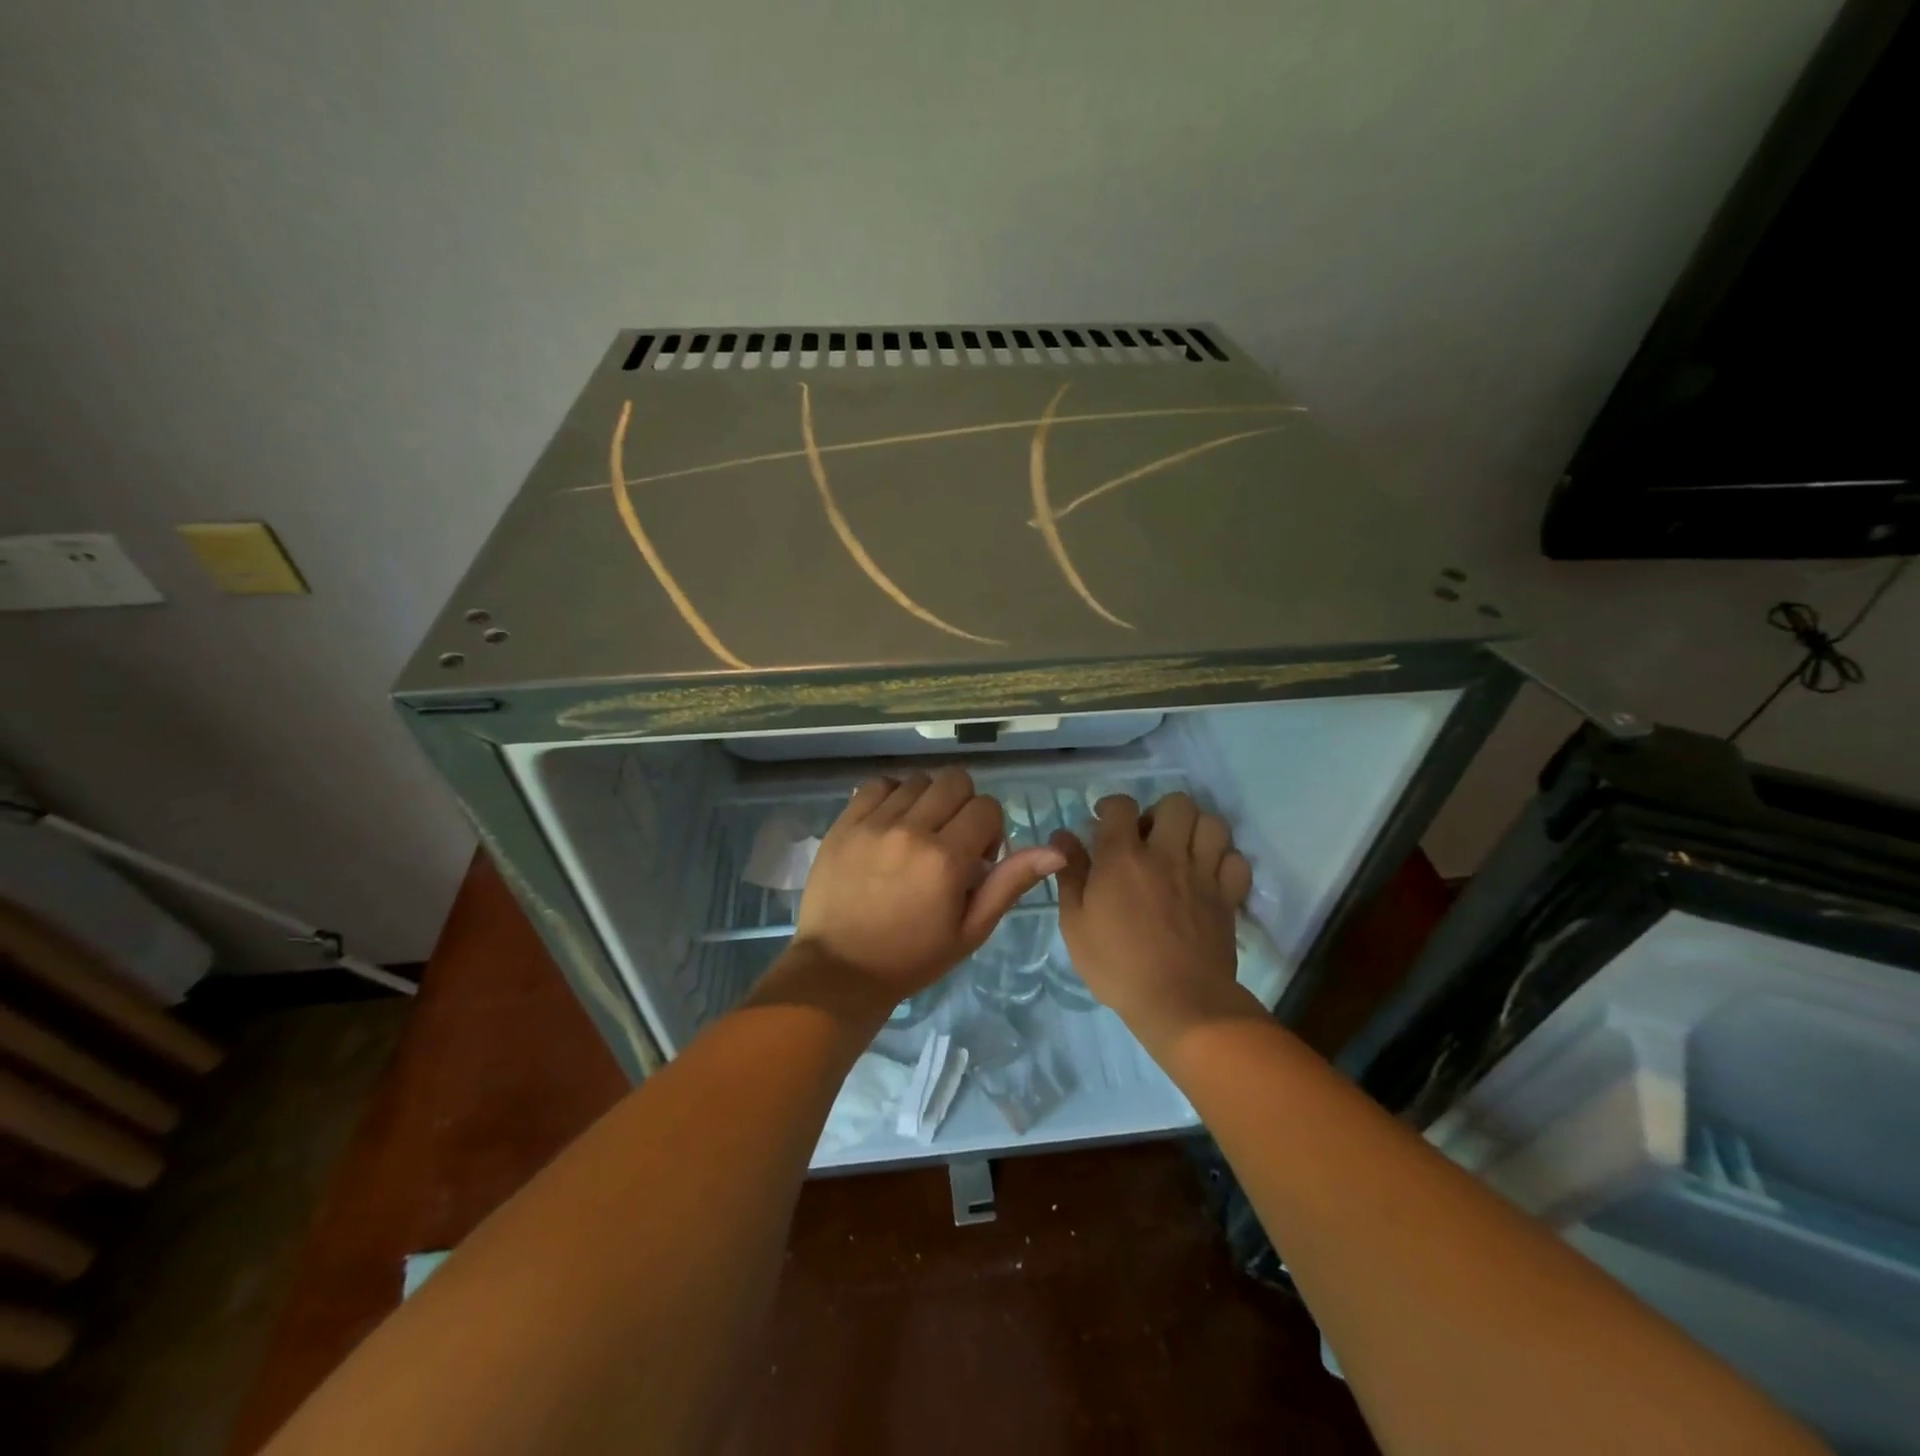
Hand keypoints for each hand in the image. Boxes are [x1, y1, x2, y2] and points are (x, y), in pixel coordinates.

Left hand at [791, 767, 1065, 1008]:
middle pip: (955, 781)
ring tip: (917, 834)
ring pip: (919, 780)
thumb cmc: (912, 957)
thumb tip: (1058, 851)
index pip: (986, 807)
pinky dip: (893, 795)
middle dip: (963, 806)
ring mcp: (873, 822)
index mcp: (946, 858)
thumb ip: (1010, 883)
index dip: (990, 830)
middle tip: (950, 840)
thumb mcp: (970, 930)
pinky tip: (891, 823)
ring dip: (928, 801)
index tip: (975, 858)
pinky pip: (879, 784)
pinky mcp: (845, 822)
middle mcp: (911, 830)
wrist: (840, 970)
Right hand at [1051, 792, 1256, 1046]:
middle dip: (1160, 812)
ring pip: (1211, 823)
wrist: (1180, 1003)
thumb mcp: (1075, 924)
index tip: (1104, 821)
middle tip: (1149, 838)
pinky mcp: (1228, 896)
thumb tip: (1063, 837)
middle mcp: (1166, 854)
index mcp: (1123, 857)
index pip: (1121, 805)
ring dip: (1195, 830)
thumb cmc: (1117, 965)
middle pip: (1176, 803)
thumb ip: (1070, 875)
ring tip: (1182, 851)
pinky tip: (1208, 875)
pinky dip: (1224, 860)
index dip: (1111, 806)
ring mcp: (1202, 873)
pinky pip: (1236, 859)